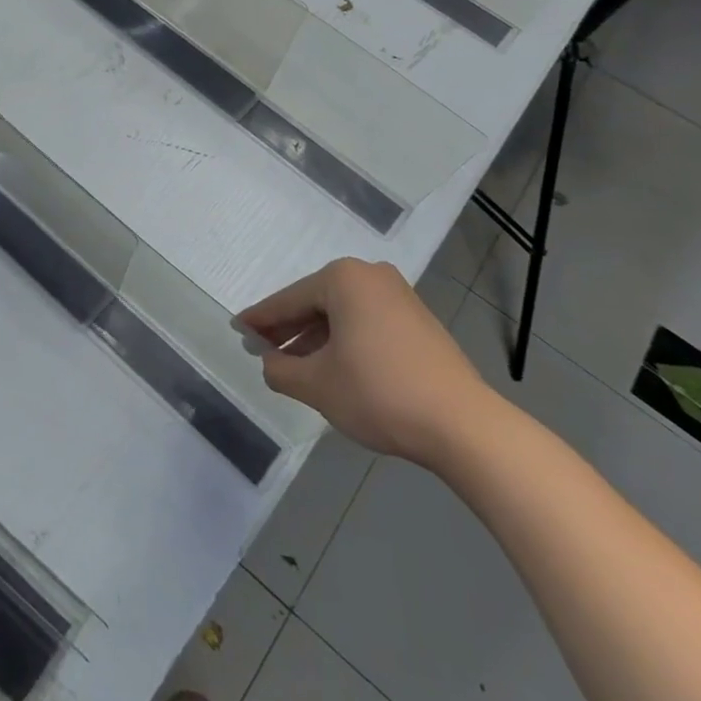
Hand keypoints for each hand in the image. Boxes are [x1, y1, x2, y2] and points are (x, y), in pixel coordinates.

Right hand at [237, 258, 497, 466]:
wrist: (463, 425)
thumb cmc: (378, 392)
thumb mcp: (316, 384)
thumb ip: (280, 369)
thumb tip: (269, 362)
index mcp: (343, 278)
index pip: (288, 300)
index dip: (260, 320)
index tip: (237, 330)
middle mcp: (371, 276)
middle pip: (315, 303)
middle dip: (288, 329)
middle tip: (261, 350)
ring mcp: (400, 297)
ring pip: (342, 315)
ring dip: (315, 338)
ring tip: (293, 366)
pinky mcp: (419, 322)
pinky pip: (366, 323)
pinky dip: (344, 341)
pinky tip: (332, 367)